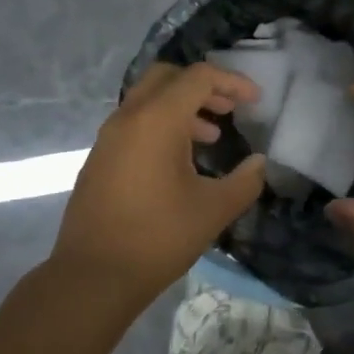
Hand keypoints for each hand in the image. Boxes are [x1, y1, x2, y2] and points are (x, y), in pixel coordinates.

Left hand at [48, 62, 266, 304]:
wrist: (93, 276)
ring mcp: (109, 137)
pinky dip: (161, 125)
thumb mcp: (214, 210)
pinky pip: (134, 122)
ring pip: (149, 99)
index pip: (199, 77)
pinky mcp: (99, 157)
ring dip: (182, 107)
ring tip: (211, 137)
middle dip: (203, 86)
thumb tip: (260, 163)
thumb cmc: (158, 237)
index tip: (256, 101)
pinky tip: (180, 161)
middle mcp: (129, 117)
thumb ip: (245, 181)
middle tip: (229, 109)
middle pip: (168, 77)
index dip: (232, 82)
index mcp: (157, 120)